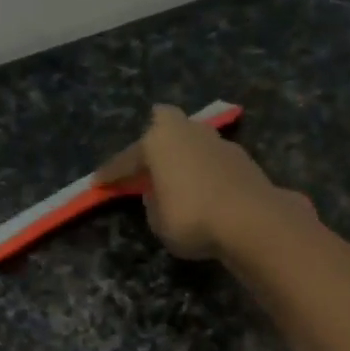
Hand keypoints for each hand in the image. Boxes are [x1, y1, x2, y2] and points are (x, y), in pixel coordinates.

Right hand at [96, 103, 285, 259]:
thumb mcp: (157, 219)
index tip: (98, 182)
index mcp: (159, 140)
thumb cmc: (191, 217)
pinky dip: (201, 172)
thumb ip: (152, 201)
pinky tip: (200, 188)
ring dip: (180, 158)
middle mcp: (188, 131)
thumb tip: (158, 192)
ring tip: (173, 178)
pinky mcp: (241, 159)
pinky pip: (209, 162)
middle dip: (152, 145)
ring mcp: (218, 141)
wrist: (251, 220)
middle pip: (163, 131)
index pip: (127, 159)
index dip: (111, 174)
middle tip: (143, 166)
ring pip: (190, 143)